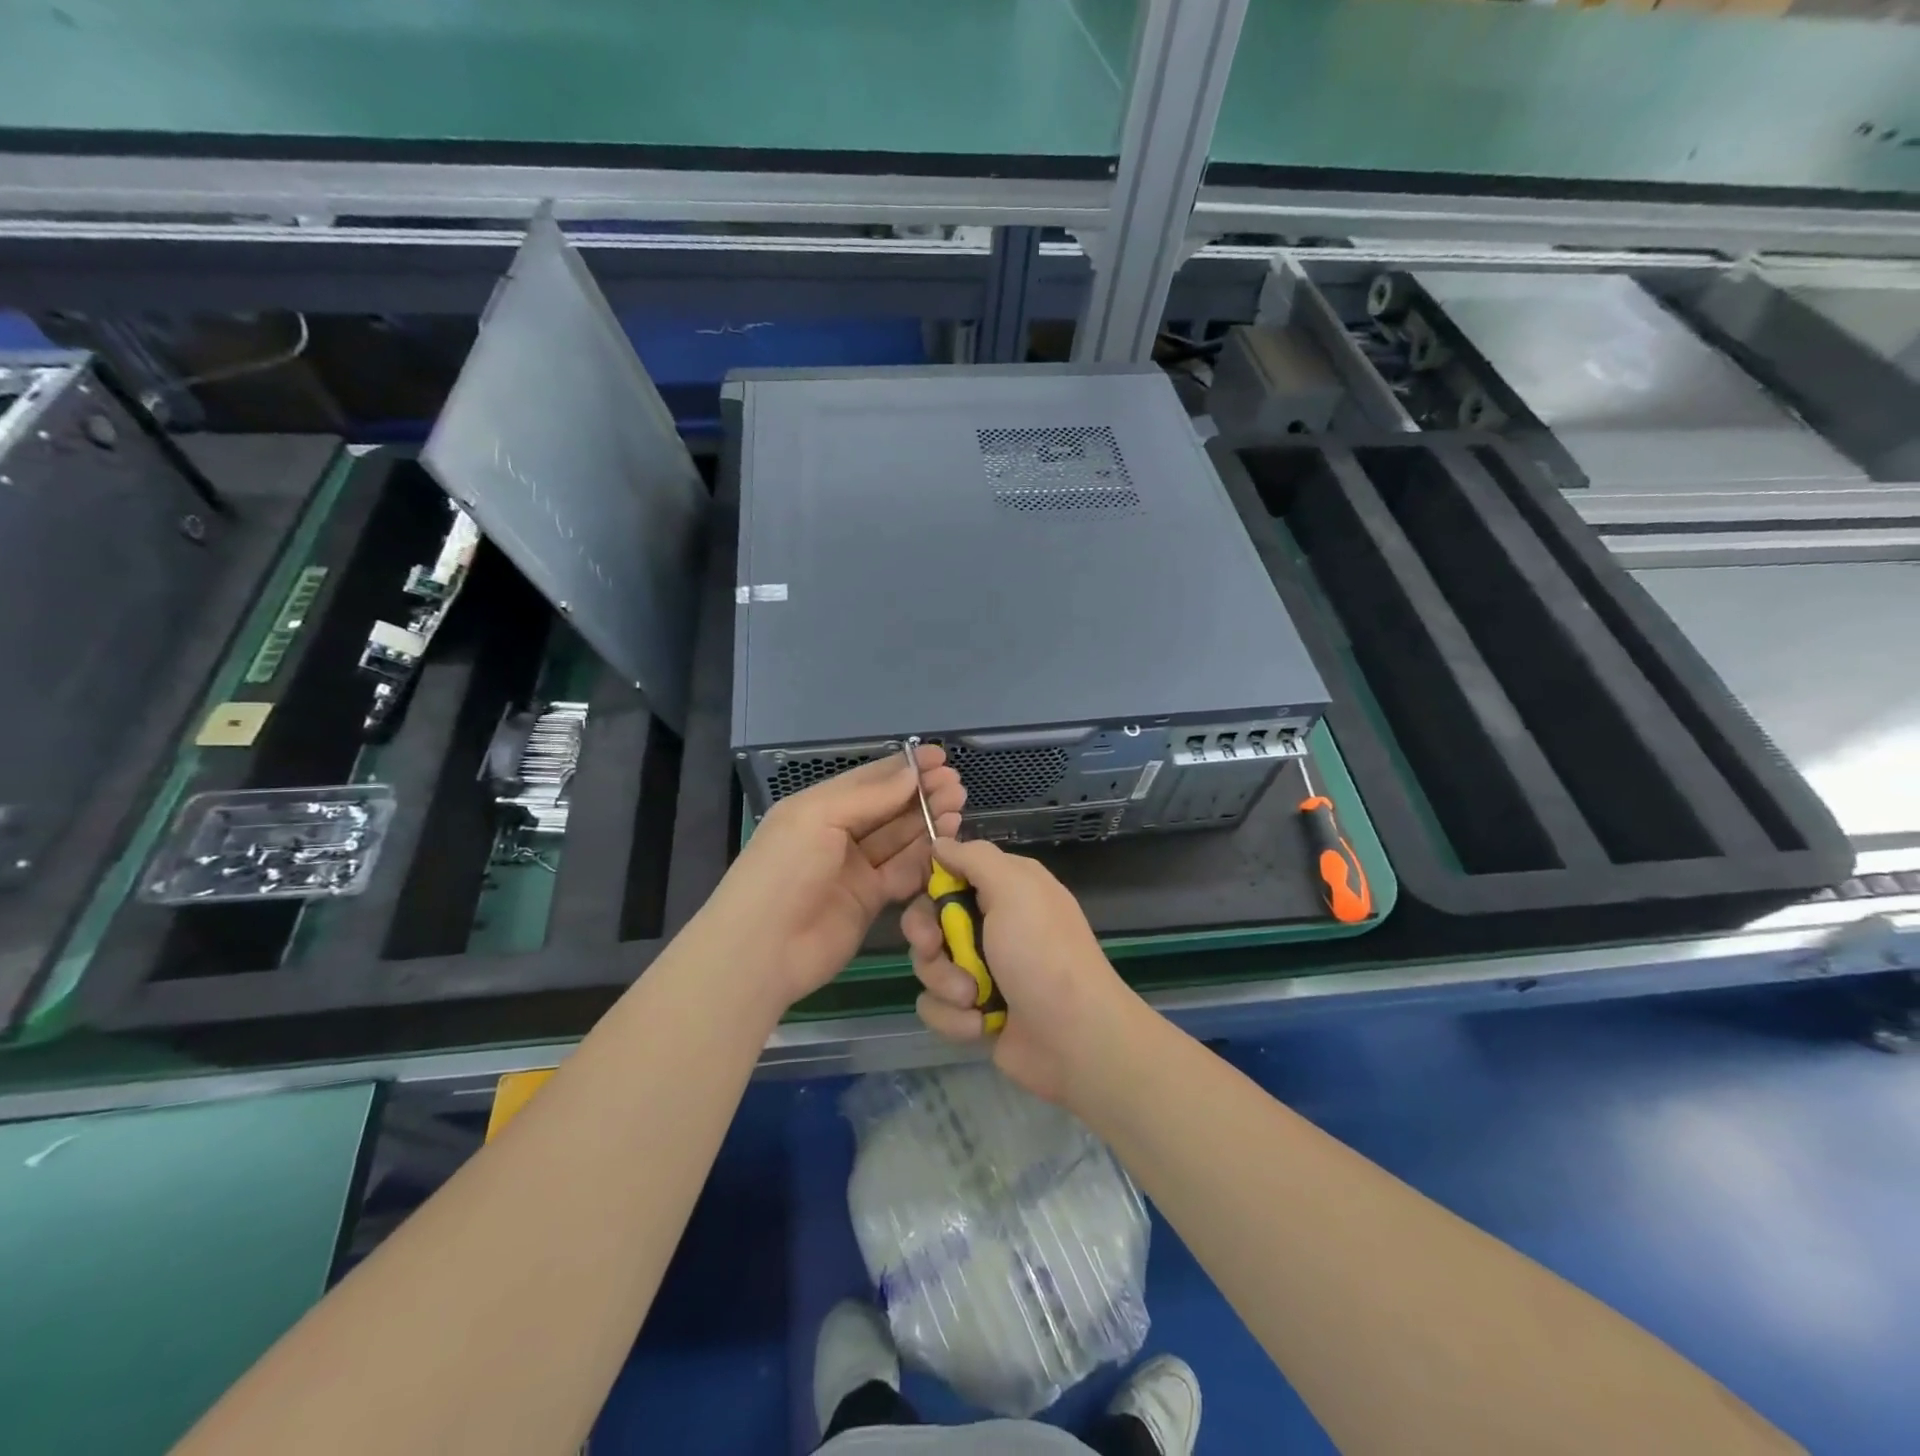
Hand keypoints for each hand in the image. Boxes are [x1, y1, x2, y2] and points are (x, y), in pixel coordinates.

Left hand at [697, 746, 963, 1013]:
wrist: (762, 950)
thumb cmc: (784, 870)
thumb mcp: (819, 818)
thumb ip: (869, 796)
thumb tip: (911, 772)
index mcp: (819, 806)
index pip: (869, 779)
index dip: (905, 767)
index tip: (941, 757)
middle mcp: (838, 833)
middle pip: (889, 807)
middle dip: (922, 793)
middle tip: (957, 785)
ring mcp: (855, 868)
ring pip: (900, 838)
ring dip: (928, 822)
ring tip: (958, 808)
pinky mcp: (869, 900)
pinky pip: (903, 872)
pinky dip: (925, 858)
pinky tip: (947, 843)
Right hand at [904, 837, 1138, 1105]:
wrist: (1075, 1039)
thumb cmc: (1043, 954)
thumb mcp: (1015, 889)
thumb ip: (975, 859)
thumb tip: (941, 842)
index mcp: (1005, 889)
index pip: (950, 873)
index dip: (930, 886)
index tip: (926, 898)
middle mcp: (992, 924)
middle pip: (930, 920)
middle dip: (928, 939)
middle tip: (935, 949)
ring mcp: (982, 969)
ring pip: (928, 965)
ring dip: (945, 983)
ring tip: (973, 997)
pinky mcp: (974, 1010)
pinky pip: (936, 1006)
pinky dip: (953, 1017)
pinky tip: (981, 1024)